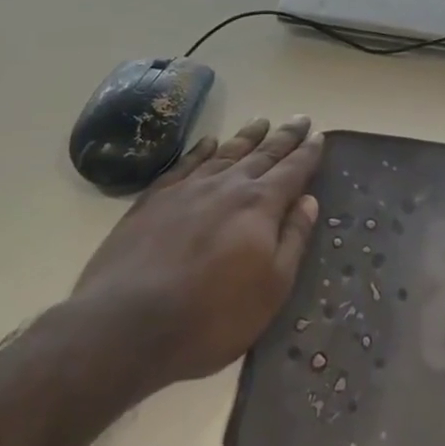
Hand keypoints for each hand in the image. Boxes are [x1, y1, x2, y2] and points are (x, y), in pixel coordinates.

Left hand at [70, 115, 322, 392]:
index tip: (319, 136)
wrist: (125, 326)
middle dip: (284, 137)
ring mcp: (187, 189)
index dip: (308, 154)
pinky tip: (208, 143)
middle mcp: (227, 186)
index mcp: (260, 205)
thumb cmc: (211, 316)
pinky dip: (200, 150)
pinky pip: (184, 164)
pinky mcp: (152, 201)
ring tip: (261, 122)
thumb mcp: (271, 288)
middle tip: (300, 119)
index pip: (292, 171)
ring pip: (225, 153)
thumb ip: (293, 240)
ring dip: (247, 137)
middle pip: (262, 154)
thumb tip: (309, 201)